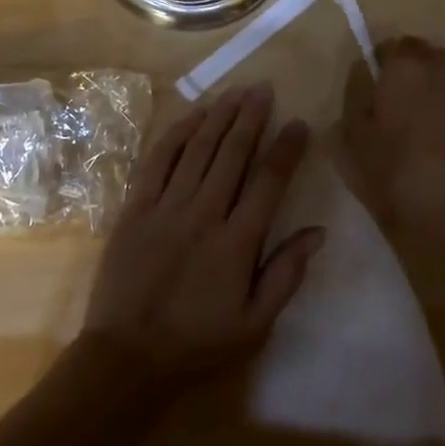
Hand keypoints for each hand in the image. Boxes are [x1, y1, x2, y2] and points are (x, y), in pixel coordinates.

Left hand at [81, 84, 323, 399]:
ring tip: (237, 90)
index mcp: (237, 243)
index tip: (299, 124)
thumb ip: (286, 275)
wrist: (127, 356)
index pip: (268, 183)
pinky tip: (194, 114)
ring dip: (220, 115)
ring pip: (199, 148)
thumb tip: (317, 232)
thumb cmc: (197, 343)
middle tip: (265, 89)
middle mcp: (204, 213)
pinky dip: (178, 132)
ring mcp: (167, 205)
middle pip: (233, 153)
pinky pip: (160, 158)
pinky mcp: (137, 205)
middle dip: (252, 117)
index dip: (286, 150)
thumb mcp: (254, 325)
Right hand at [337, 36, 444, 272]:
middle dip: (418, 80)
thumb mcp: (355, 148)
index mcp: (403, 68)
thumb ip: (354, 103)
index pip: (390, 47)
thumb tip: (363, 78)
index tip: (380, 98)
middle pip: (428, 60)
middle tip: (410, 119)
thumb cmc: (405, 179)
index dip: (383, 70)